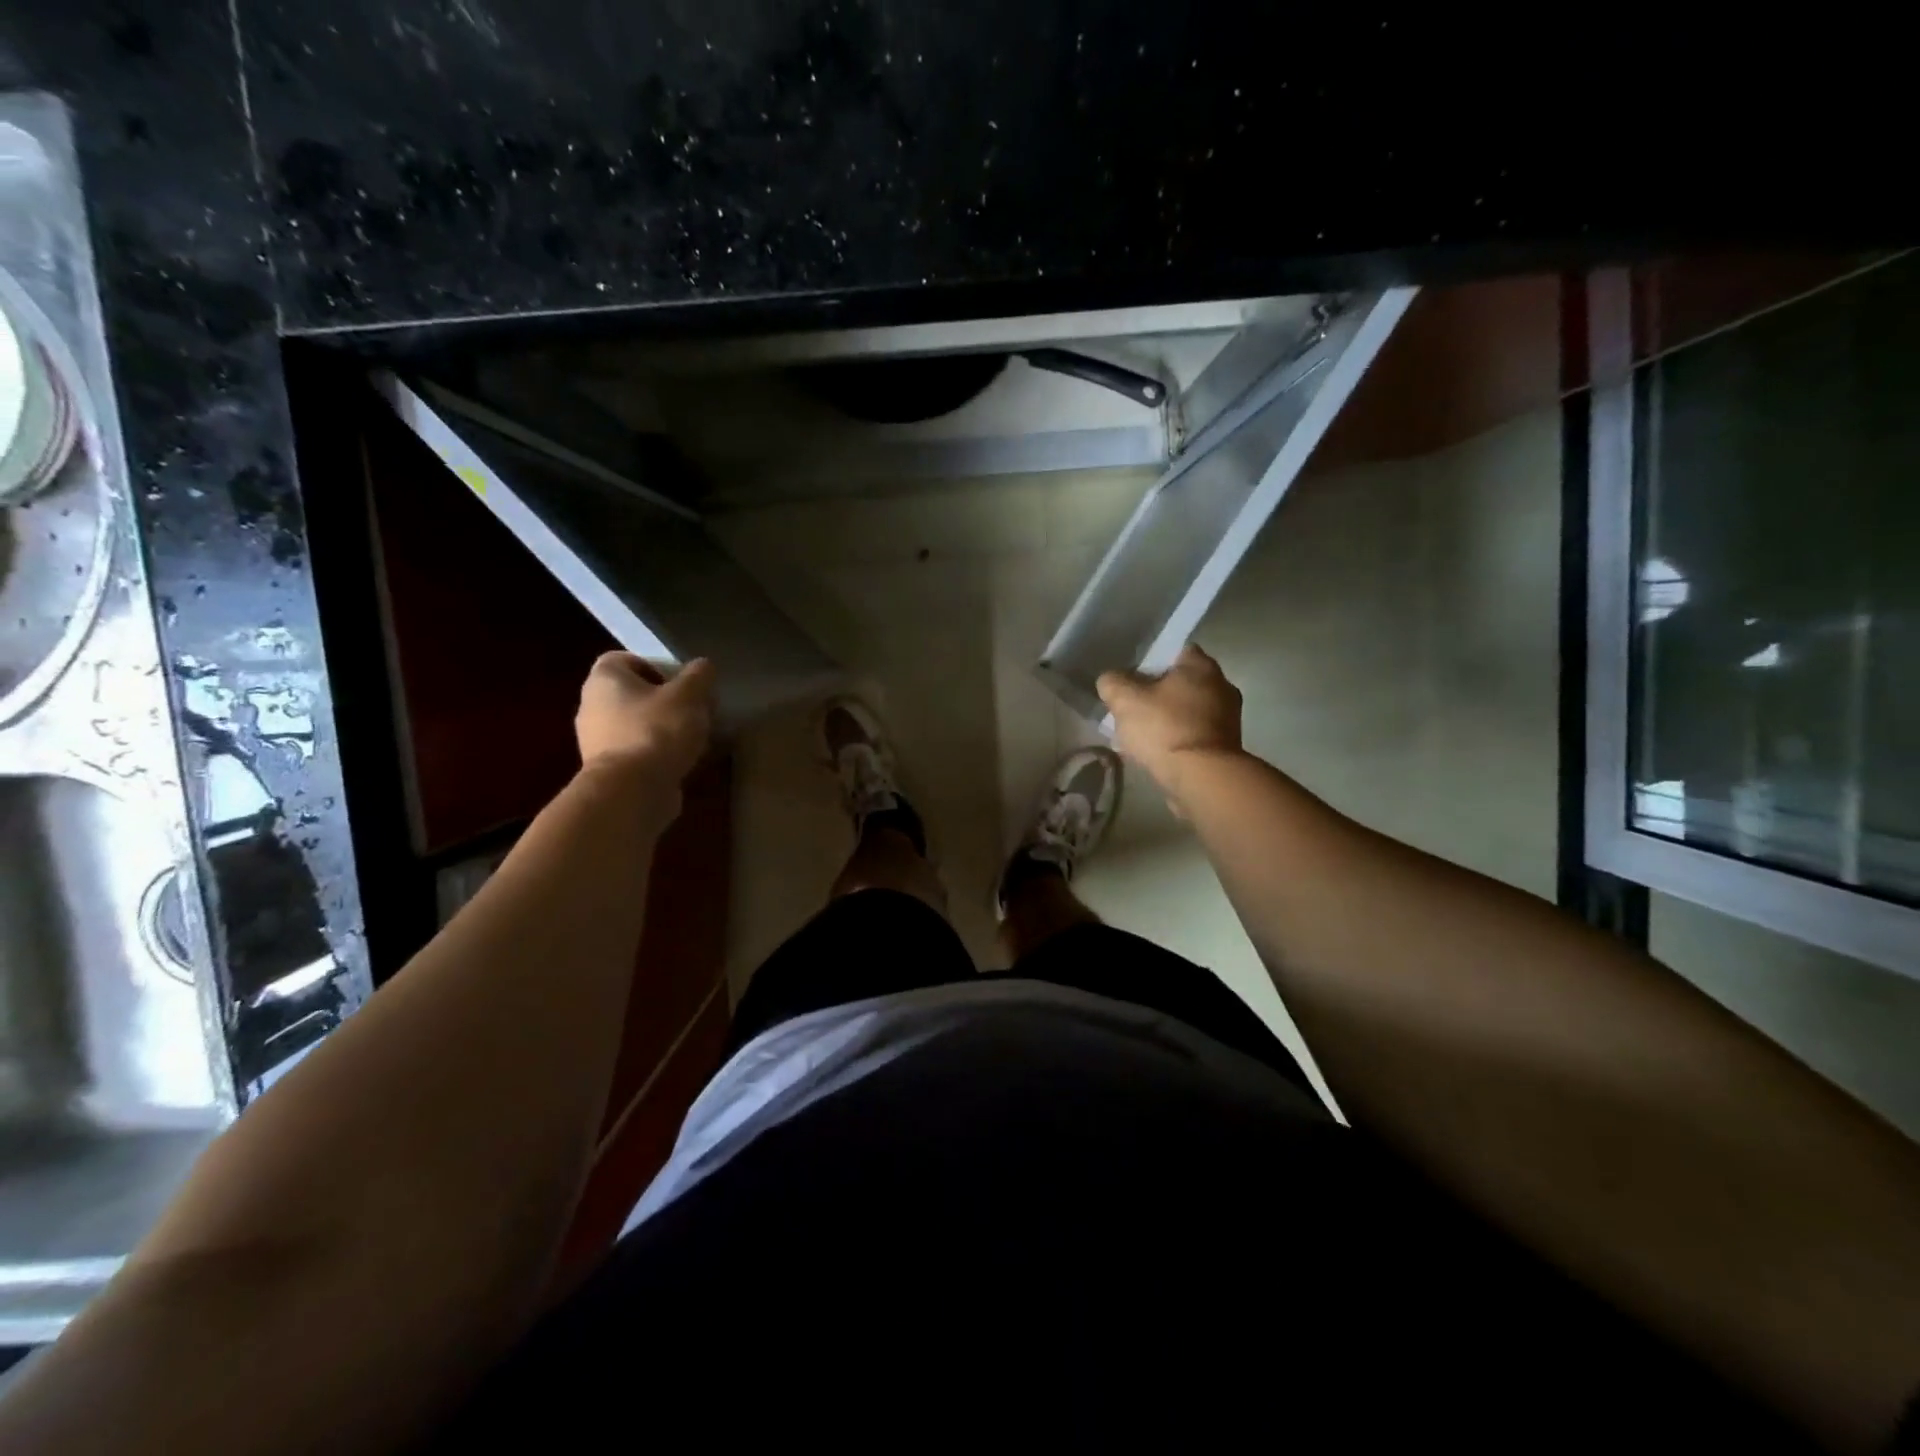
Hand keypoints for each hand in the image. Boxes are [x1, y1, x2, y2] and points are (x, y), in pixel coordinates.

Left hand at [575, 652, 714, 780]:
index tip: (680, 682)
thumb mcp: (689, 695)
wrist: (632, 791)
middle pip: (632, 694)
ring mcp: (596, 741)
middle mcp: (592, 706)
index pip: (623, 659)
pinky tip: (683, 762)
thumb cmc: (657, 730)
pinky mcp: (608, 771)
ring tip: (695, 738)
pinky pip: (636, 753)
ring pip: (635, 725)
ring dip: (663, 729)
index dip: (653, 665)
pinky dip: (657, 755)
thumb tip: (703, 666)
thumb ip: (699, 675)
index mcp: (604, 680)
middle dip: (664, 701)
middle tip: (694, 709)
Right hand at [1096, 645, 1243, 809]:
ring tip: (1141, 735)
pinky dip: (1178, 739)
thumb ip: (1112, 683)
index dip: (1151, 662)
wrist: (1202, 777)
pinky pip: (1195, 734)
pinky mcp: (1227, 746)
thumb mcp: (1125, 700)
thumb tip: (1110, 680)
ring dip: (1168, 719)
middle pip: (1182, 682)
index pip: (1175, 651)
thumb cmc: (1164, 728)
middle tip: (1133, 707)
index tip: (1132, 678)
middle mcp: (1222, 685)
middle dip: (1158, 694)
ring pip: (1189, 710)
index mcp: (1201, 666)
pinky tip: (1157, 752)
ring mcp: (1228, 717)